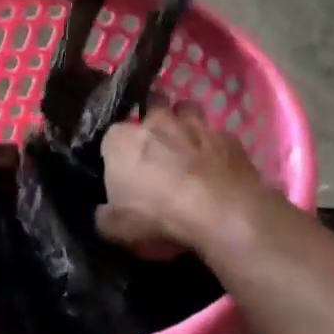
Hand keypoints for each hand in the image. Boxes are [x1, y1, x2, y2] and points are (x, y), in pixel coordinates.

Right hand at [97, 101, 275, 256]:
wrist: (221, 215)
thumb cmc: (159, 216)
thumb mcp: (116, 228)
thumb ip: (105, 216)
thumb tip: (103, 214)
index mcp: (123, 140)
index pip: (111, 135)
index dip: (117, 151)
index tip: (122, 168)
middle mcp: (158, 122)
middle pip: (152, 104)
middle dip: (154, 116)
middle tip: (156, 143)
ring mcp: (197, 126)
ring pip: (188, 108)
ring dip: (185, 121)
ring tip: (186, 144)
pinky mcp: (230, 139)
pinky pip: (219, 136)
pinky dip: (216, 147)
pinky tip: (218, 166)